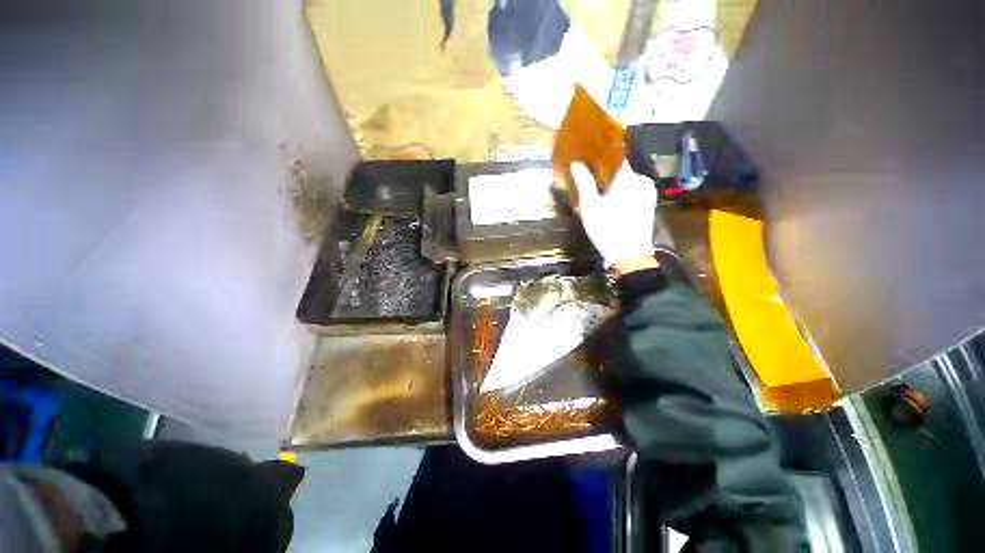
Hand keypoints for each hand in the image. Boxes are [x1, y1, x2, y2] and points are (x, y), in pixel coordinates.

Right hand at [570, 161, 656, 270]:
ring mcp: (648, 192)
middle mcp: (642, 180)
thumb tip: (576, 164)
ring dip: (613, 184)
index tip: (587, 157)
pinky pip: (633, 191)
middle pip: (620, 171)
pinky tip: (610, 201)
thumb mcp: (590, 206)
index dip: (600, 157)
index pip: (614, 158)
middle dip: (605, 173)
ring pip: (627, 182)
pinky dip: (621, 193)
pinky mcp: (649, 204)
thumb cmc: (607, 228)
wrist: (629, 255)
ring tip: (597, 190)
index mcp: (628, 178)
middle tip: (588, 178)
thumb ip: (584, 183)